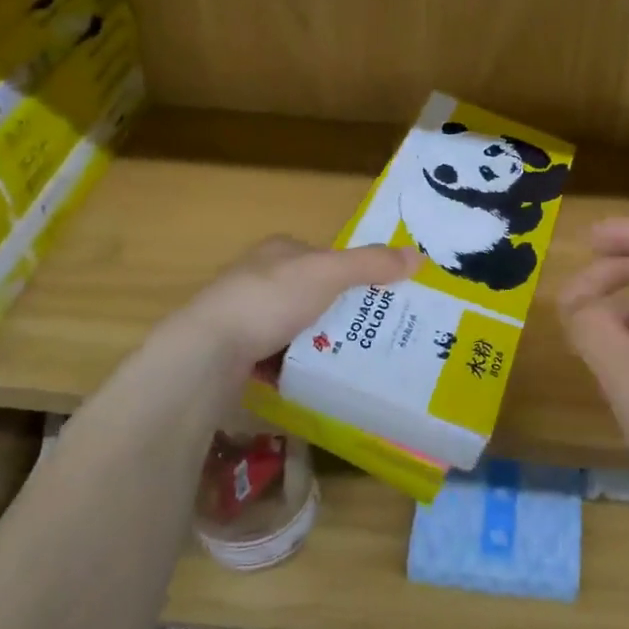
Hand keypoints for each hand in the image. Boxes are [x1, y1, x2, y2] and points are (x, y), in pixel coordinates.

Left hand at [188, 236, 419, 368]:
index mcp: (279, 251)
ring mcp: (246, 315)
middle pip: (313, 292)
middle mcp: (260, 277)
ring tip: (353, 358)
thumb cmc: (269, 300)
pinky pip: (279, 355)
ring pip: (297, 326)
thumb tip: (420, 255)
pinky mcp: (237, 350)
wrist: (208, 351)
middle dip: (340, 311)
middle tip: (374, 332)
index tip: (381, 296)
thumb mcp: (328, 273)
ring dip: (320, 340)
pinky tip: (318, 378)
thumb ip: (371, 264)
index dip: (354, 273)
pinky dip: (298, 364)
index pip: (326, 256)